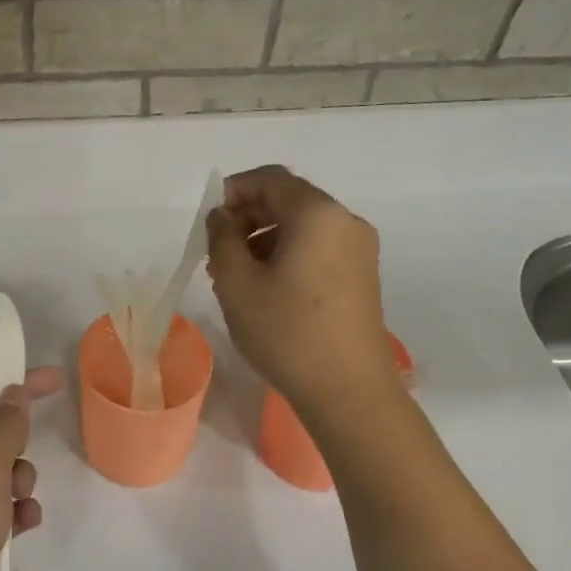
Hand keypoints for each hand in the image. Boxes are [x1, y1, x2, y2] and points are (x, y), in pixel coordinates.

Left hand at [0, 366, 63, 570]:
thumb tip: (13, 391)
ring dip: (21, 485)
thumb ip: (5, 428)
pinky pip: (1, 511)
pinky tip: (21, 530)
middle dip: (20, 448)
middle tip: (19, 470)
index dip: (19, 386)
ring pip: (3, 476)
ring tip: (18, 507)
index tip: (57, 379)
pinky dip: (16, 515)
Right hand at [206, 165, 392, 414]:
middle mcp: (345, 221)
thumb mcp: (237, 284)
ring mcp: (360, 249)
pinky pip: (319, 248)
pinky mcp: (363, 276)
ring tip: (236, 278)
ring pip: (303, 227)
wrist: (349, 390)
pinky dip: (288, 255)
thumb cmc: (286, 332)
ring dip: (265, 239)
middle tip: (217, 254)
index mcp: (317, 214)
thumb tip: (222, 217)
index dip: (233, 191)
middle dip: (248, 218)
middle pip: (289, 200)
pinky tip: (267, 290)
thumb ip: (221, 239)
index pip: (270, 179)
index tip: (208, 222)